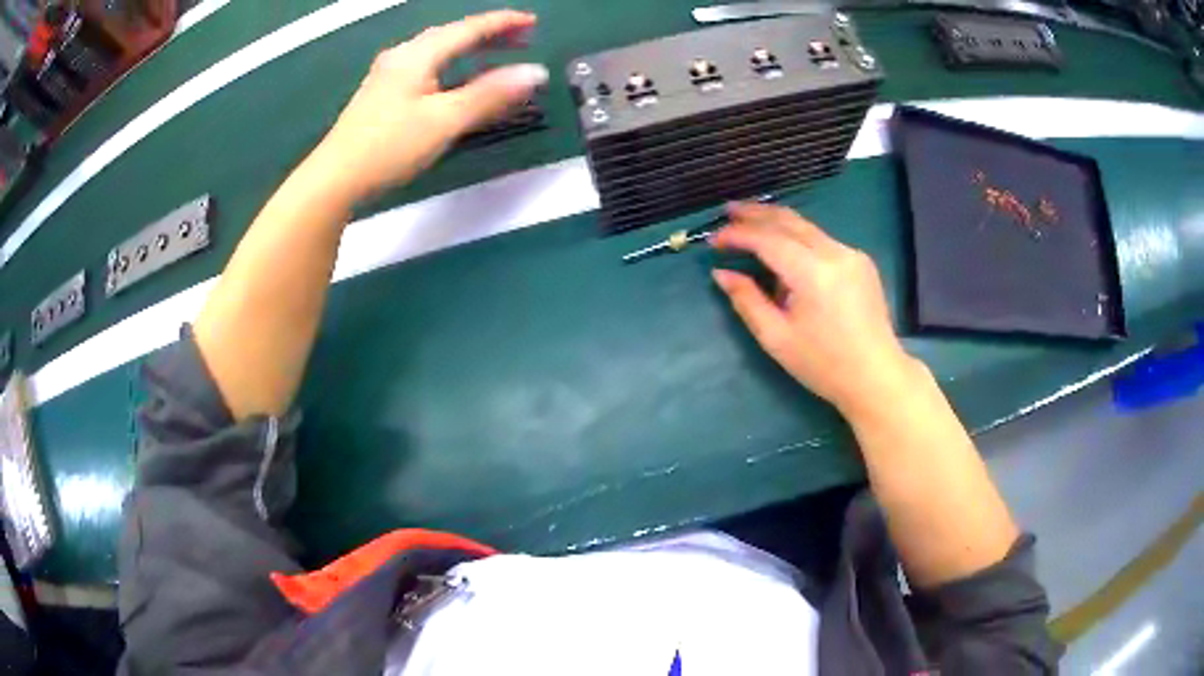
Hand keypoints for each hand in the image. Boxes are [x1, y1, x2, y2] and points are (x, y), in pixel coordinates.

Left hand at [314, 10, 547, 199]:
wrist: (335, 179)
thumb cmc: (389, 147)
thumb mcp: (445, 120)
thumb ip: (490, 95)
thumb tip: (535, 73)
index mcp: (418, 55)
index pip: (468, 29)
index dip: (503, 23)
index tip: (533, 22)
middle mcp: (402, 57)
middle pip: (452, 34)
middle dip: (488, 33)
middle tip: (522, 36)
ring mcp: (388, 75)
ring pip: (437, 50)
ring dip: (469, 48)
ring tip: (495, 51)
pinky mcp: (382, 95)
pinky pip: (426, 67)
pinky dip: (451, 64)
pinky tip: (456, 76)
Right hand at [711, 202, 917, 414]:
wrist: (876, 376)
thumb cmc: (824, 365)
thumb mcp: (777, 338)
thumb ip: (747, 300)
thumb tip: (721, 273)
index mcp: (813, 273)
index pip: (768, 239)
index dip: (738, 235)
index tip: (713, 240)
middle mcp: (835, 253)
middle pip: (788, 221)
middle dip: (755, 213)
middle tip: (727, 211)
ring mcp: (851, 254)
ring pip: (806, 227)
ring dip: (776, 222)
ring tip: (750, 220)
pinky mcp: (860, 261)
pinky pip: (822, 240)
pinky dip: (798, 238)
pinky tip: (784, 249)